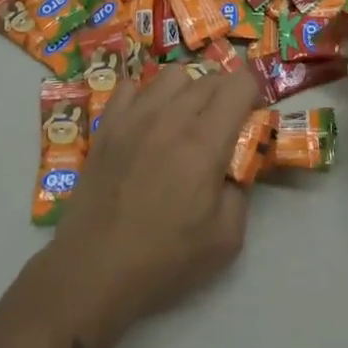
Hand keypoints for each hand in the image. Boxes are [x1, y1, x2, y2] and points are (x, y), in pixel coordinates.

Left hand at [49, 66, 260, 337]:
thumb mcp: (226, 238)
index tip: (253, 116)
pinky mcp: (107, 125)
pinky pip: (131, 87)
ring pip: (173, 75)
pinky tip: (146, 122)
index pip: (239, 84)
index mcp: (204, 143)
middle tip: (223, 127)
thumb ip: (241, 190)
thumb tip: (236, 164)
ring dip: (188, 90)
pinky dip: (146, 96)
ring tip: (185, 120)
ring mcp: (134, 116)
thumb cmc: (164, 261)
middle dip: (226, 94)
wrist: (92, 272)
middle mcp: (171, 117)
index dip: (254, 93)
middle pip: (210, 77)